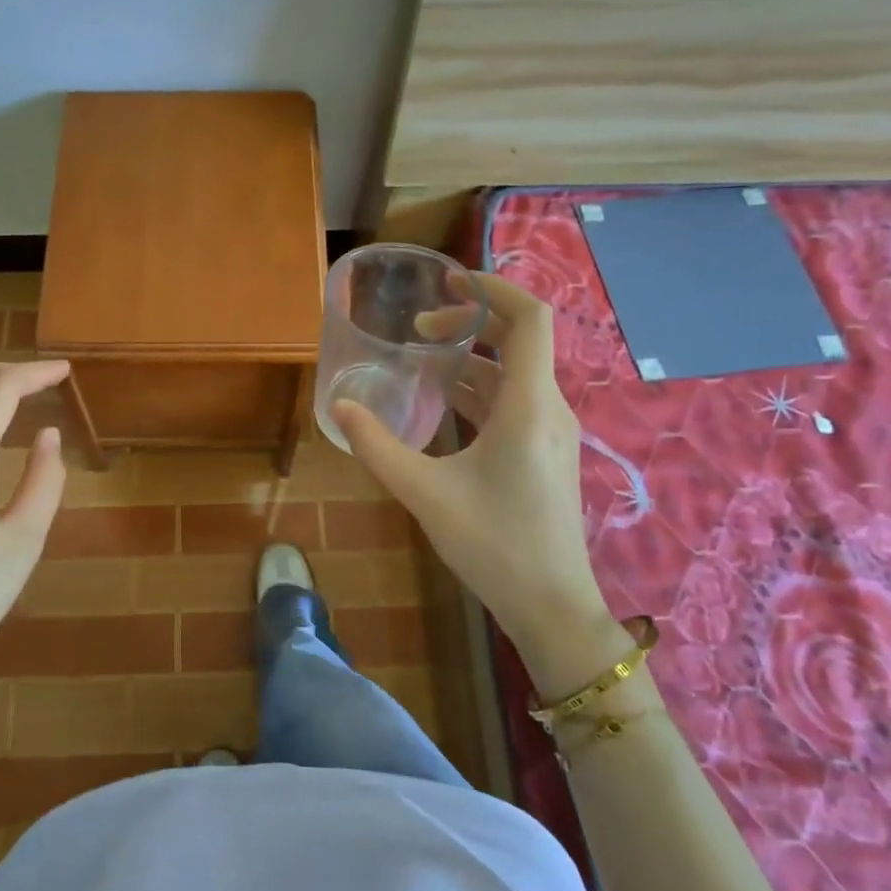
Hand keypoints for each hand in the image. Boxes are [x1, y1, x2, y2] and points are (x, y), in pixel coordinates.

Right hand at [330, 273, 607, 653]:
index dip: (492, 288)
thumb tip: (339, 407)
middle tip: (418, 332)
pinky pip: (513, 401)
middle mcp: (548, 409)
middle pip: (519, 340)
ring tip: (421, 362)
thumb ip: (377, 446)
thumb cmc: (493, 544)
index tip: (448, 284)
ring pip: (513, 373)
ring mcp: (551, 432)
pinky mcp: (544, 453)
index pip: (529, 319)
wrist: (551, 606)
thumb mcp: (424, 493)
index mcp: (529, 406)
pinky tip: (441, 405)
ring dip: (470, 358)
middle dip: (469, 324)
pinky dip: (479, 388)